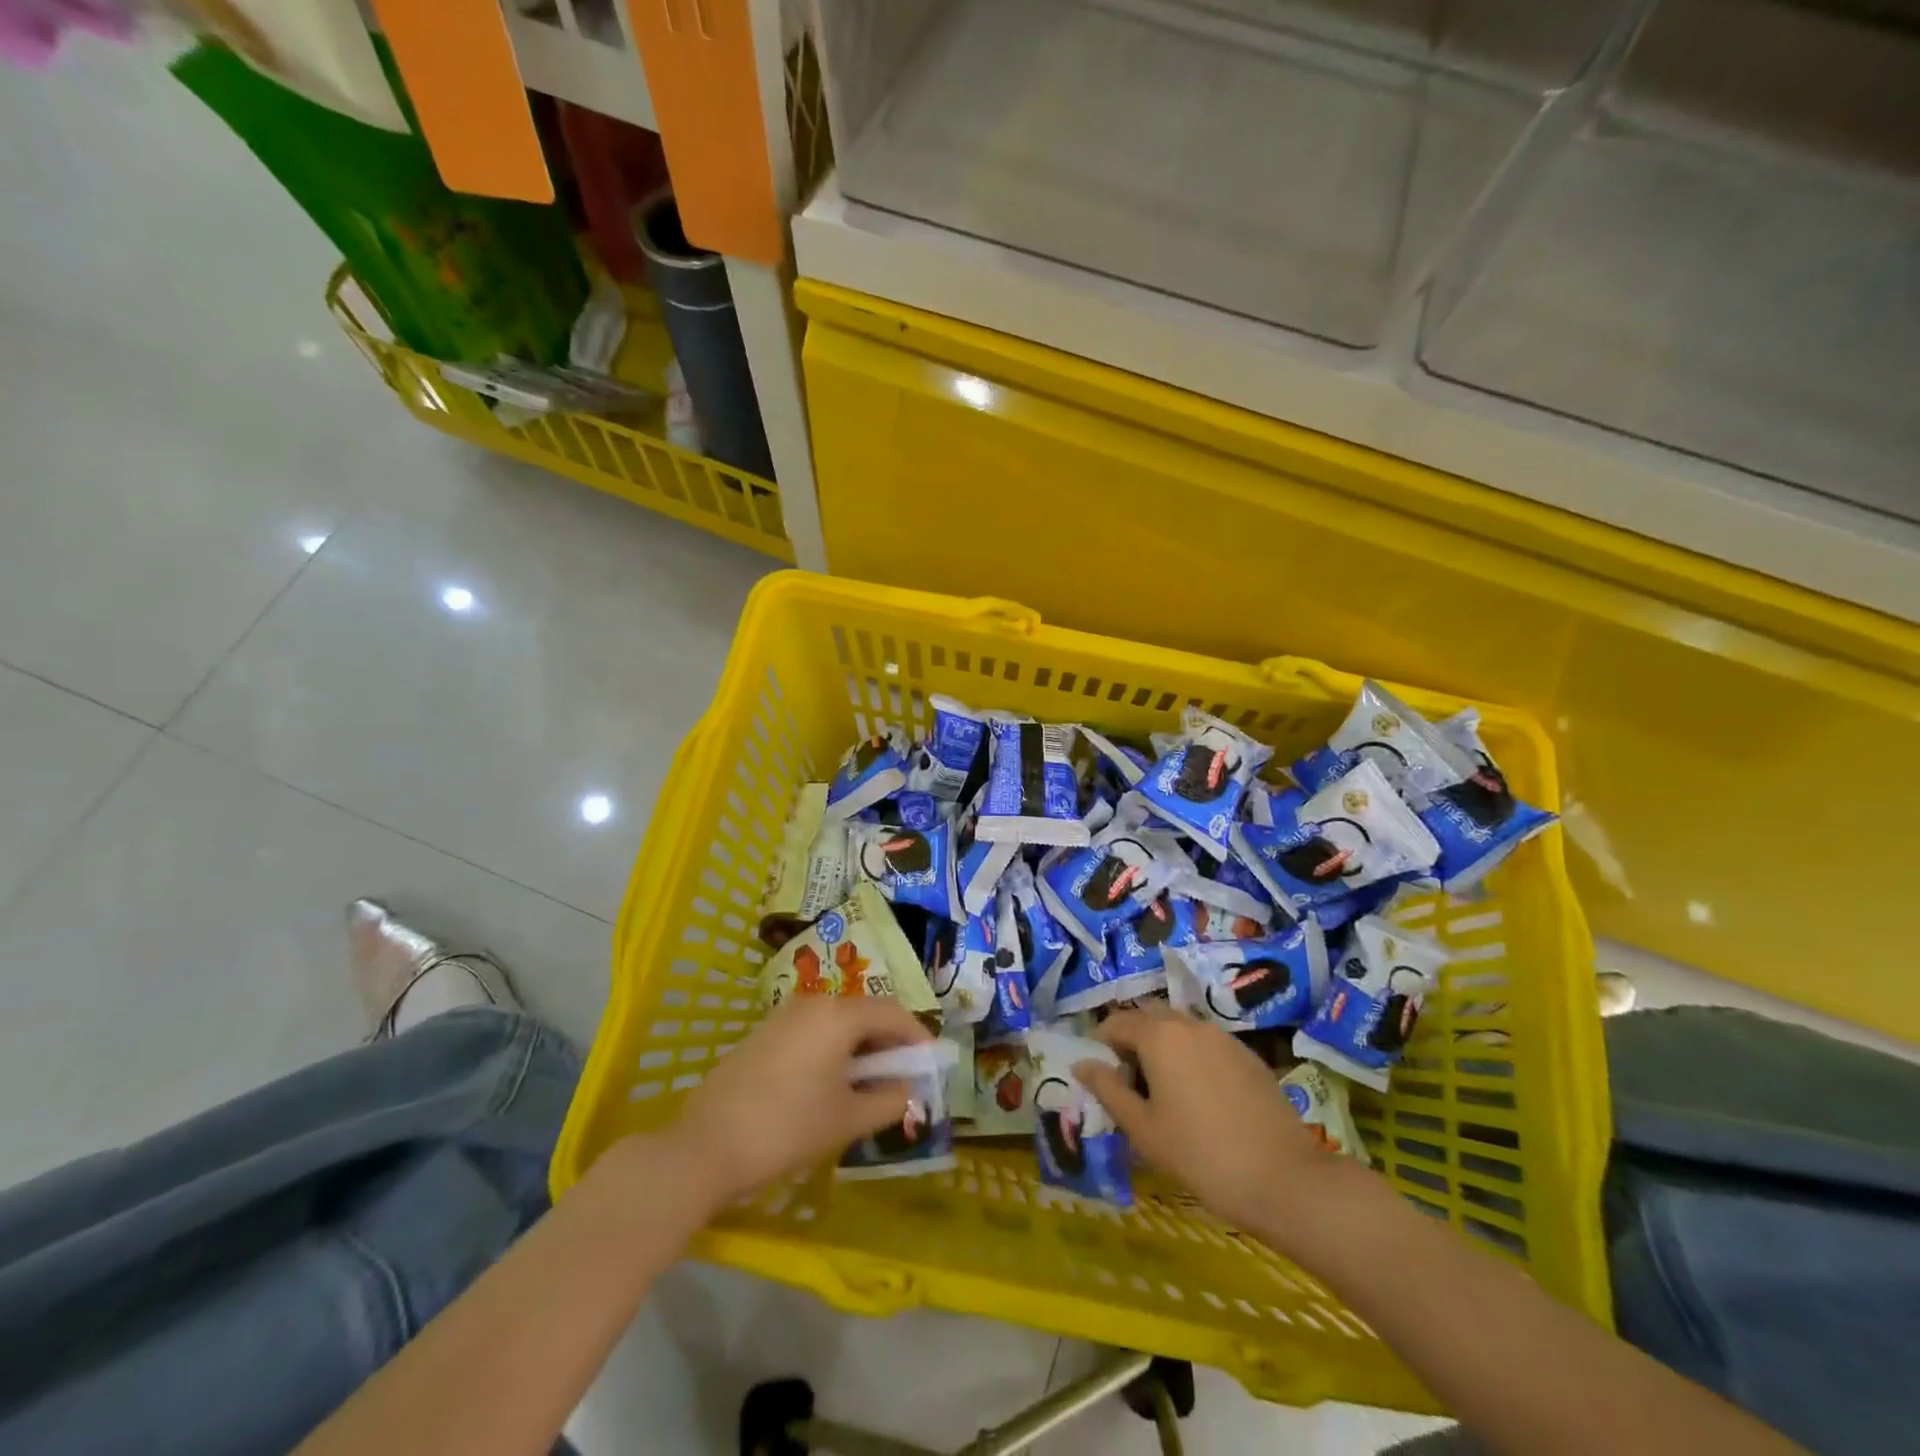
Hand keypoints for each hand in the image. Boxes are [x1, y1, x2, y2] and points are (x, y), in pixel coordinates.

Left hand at [665, 995, 931, 1206]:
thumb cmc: (787, 1128)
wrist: (705, 1147)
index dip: (916, 1037)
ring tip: (868, 1086)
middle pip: (864, 1013)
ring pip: (837, 1023)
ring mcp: (783, 1017)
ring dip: (860, 1048)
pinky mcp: (763, 1036)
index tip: (930, 1065)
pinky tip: (830, 1086)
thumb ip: (889, 1099)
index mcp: (838, 1015)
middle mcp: (812, 1004)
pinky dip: (832, 1051)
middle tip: (902, 1078)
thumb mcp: (848, 1119)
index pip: (892, 1012)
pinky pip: (812, 1032)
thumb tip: (909, 1089)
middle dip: (888, 1043)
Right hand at [1075, 1009, 1353, 1241]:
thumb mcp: (1144, 1129)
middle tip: (1128, 1082)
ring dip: (1162, 1047)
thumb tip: (1082, 1064)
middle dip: (1132, 1040)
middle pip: (1149, 1018)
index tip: (1099, 1076)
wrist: (1286, 1180)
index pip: (1116, 1023)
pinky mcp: (1248, 1056)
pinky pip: (1206, 1044)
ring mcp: (1224, 1037)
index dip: (1100, 1045)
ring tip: (1162, 1092)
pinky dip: (1191, 1057)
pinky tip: (1199, 1099)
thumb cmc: (1201, 1155)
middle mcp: (1190, 1024)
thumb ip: (1109, 1090)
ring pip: (1180, 1029)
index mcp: (1160, 1035)